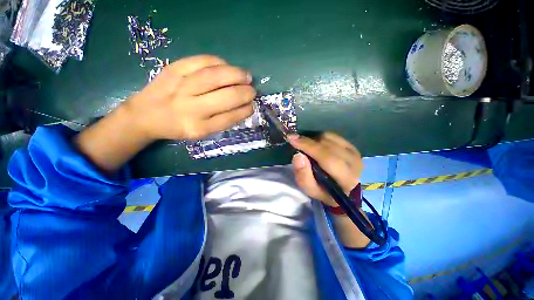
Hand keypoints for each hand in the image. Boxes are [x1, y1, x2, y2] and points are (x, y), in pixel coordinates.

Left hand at [125, 55, 255, 140]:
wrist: (145, 114)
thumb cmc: (178, 126)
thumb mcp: (201, 133)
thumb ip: (222, 121)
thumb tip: (243, 106)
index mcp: (199, 128)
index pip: (229, 118)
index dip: (245, 110)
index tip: (252, 106)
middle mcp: (191, 108)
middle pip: (226, 96)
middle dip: (245, 93)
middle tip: (252, 90)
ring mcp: (181, 86)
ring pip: (216, 76)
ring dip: (237, 74)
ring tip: (246, 76)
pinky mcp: (174, 69)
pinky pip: (202, 61)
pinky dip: (220, 62)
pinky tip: (227, 67)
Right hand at [289, 132, 362, 206]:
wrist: (343, 190)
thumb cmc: (325, 191)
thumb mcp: (310, 190)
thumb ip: (303, 175)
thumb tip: (298, 155)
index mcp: (346, 179)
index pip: (327, 158)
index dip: (308, 146)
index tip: (292, 139)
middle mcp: (354, 163)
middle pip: (327, 145)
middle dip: (308, 142)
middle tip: (295, 141)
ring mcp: (355, 152)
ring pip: (330, 138)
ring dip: (314, 140)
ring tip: (306, 146)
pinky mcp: (352, 146)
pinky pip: (333, 136)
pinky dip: (320, 138)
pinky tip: (315, 144)